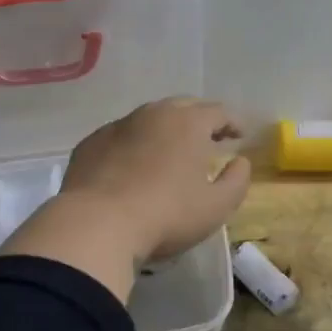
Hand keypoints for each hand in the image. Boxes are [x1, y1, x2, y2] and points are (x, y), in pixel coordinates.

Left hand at [0, 98, 252, 300]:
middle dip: (199, 120)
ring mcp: (118, 125)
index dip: (232, 122)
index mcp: (188, 123)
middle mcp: (153, 114)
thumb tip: (240, 162)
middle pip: (183, 107)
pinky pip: (121, 136)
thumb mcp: (216, 206)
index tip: (238, 136)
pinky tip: (132, 166)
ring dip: (164, 130)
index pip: (218, 111)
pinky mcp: (91, 143)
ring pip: (149, 118)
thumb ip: (237, 180)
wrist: (97, 224)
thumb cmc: (166, 214)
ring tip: (170, 152)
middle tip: (207, 139)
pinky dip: (133, 144)